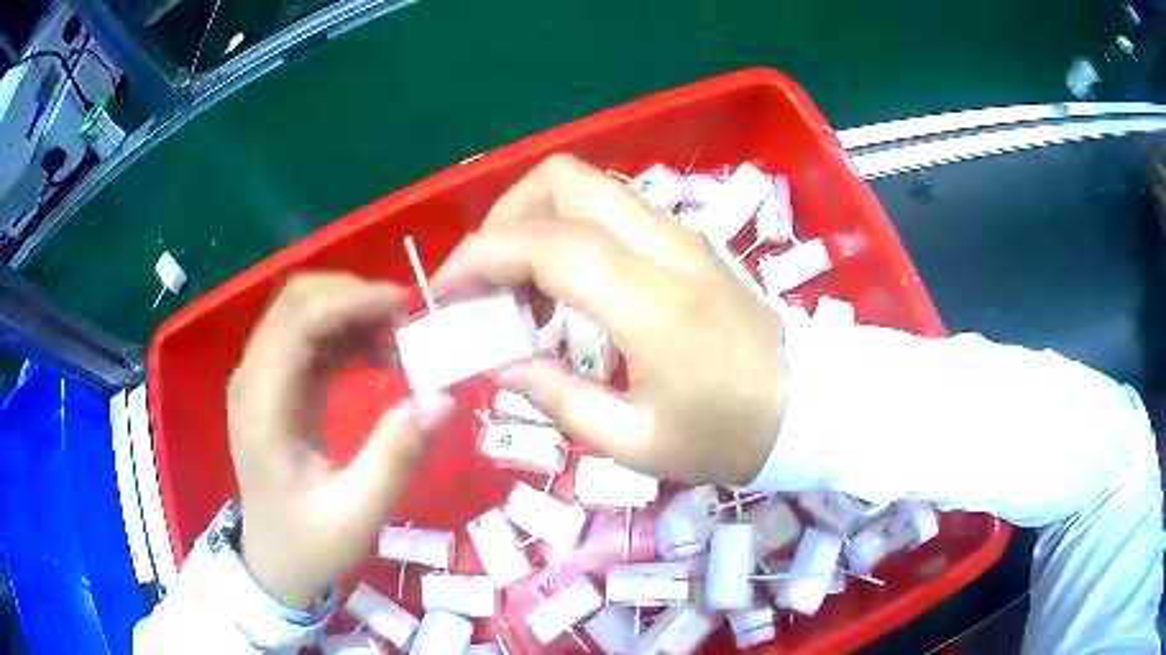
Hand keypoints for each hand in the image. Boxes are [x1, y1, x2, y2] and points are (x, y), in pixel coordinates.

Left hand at [227, 273, 453, 608]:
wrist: (274, 564)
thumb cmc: (309, 545)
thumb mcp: (357, 516)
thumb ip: (395, 458)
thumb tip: (442, 398)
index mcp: (262, 407)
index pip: (298, 321)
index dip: (351, 301)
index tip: (406, 309)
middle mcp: (253, 380)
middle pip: (296, 301)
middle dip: (354, 297)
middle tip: (407, 322)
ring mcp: (261, 380)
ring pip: (302, 311)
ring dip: (351, 311)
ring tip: (400, 338)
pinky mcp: (276, 387)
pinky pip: (309, 338)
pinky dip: (345, 333)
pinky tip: (378, 354)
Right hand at [433, 154, 785, 485]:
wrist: (807, 407)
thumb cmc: (728, 436)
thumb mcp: (635, 442)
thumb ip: (557, 397)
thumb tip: (500, 360)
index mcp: (650, 302)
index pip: (545, 242)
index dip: (480, 257)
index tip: (447, 293)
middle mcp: (663, 246)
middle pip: (562, 179)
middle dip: (504, 216)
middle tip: (485, 278)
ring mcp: (680, 234)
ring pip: (588, 184)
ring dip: (535, 219)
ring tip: (519, 286)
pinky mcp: (688, 239)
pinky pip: (612, 208)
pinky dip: (569, 228)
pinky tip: (564, 284)